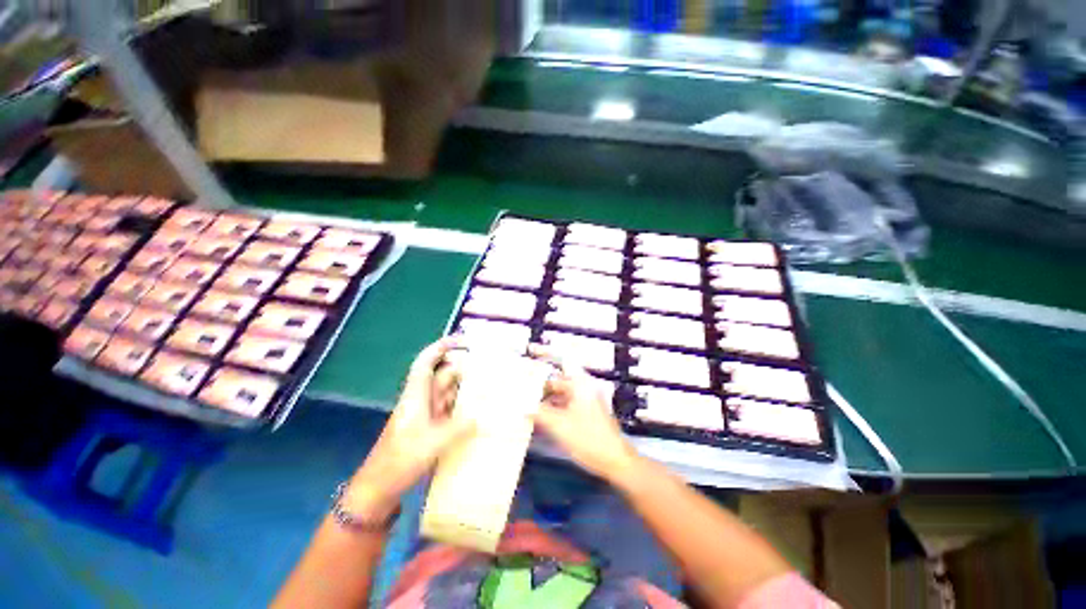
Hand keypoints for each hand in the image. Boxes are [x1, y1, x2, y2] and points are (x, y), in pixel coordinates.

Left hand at [345, 338, 474, 518]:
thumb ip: (459, 427)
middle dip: (463, 368)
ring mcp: (426, 415)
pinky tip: (478, 410)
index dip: (440, 347)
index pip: (426, 363)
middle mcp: (422, 401)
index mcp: (416, 396)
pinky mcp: (430, 428)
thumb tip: (482, 415)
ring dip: (465, 387)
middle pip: (442, 376)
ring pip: (448, 392)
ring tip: (489, 384)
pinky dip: (463, 407)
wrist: (378, 488)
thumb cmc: (400, 460)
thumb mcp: (433, 443)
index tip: (461, 340)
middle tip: (489, 366)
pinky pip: (450, 410)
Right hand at [529, 346, 638, 482]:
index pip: (563, 360)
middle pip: (558, 379)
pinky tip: (538, 417)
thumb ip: (539, 412)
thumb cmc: (589, 438)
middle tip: (520, 384)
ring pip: (560, 393)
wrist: (615, 462)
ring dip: (544, 397)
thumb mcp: (559, 425)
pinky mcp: (584, 414)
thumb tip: (522, 405)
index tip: (530, 351)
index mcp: (580, 383)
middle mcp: (583, 388)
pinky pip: (564, 405)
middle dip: (540, 382)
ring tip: (524, 401)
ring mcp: (584, 402)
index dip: (546, 353)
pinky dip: (551, 408)